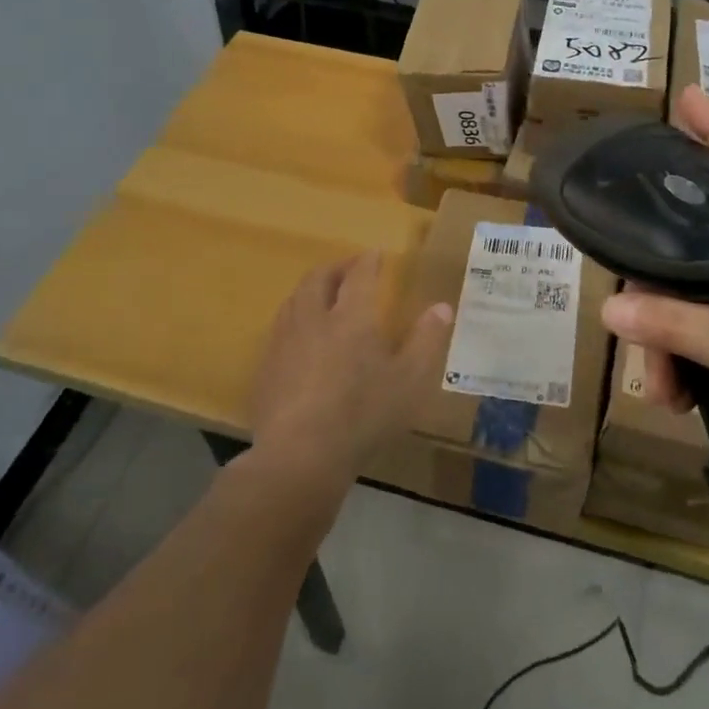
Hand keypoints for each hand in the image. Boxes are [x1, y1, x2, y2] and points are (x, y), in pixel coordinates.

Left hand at [247, 252, 453, 489]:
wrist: (300, 454)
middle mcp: (314, 318)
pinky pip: (279, 328)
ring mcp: (284, 341)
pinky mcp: (265, 366)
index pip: (359, 275)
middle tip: (348, 268)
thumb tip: (442, 307)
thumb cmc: (363, 414)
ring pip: (294, 300)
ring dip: (311, 289)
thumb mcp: (409, 380)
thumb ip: (426, 340)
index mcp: (351, 316)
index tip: (376, 254)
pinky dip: (294, 319)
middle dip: (335, 268)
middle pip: (319, 279)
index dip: (369, 261)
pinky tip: (299, 338)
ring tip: (322, 295)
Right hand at [601, 86, 708, 509]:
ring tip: (659, 382)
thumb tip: (609, 306)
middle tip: (629, 297)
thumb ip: (676, 325)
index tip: (685, 99)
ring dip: (666, 334)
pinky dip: (680, 356)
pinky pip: (699, 326)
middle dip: (659, 275)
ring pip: (693, 290)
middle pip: (701, 237)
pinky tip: (674, 393)